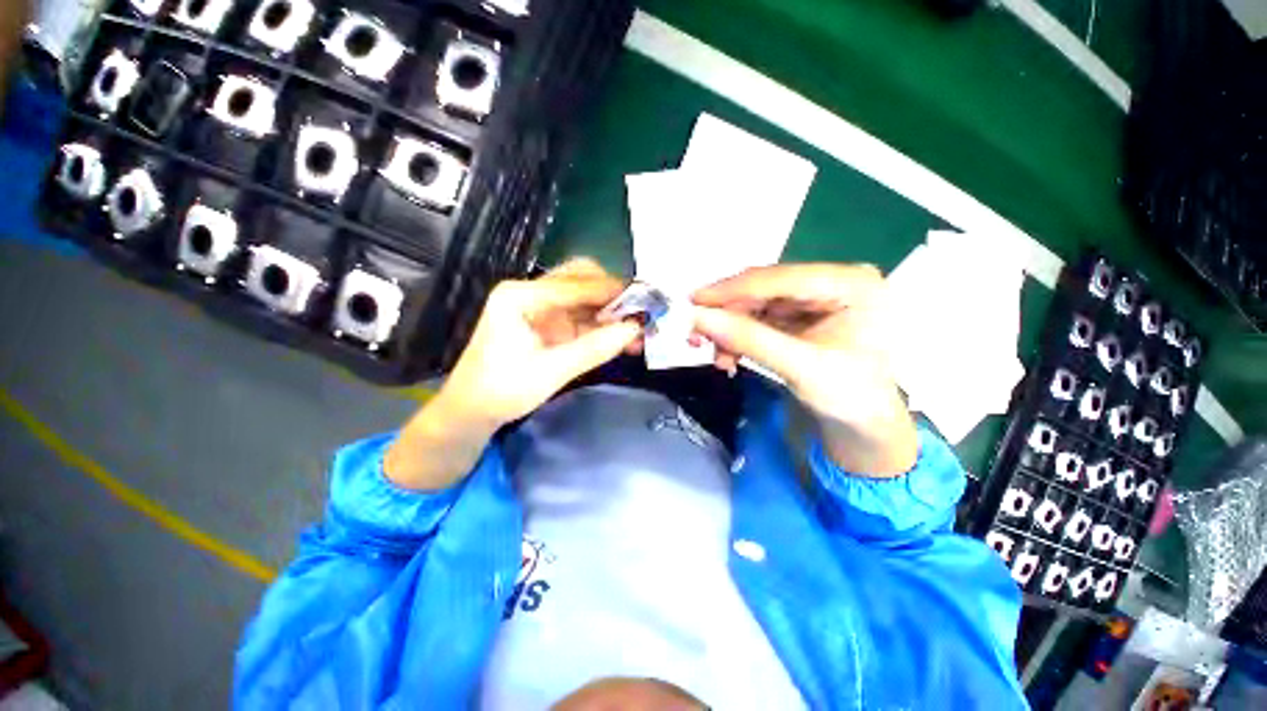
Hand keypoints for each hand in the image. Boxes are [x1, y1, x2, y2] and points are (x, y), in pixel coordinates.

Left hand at [443, 258, 641, 426]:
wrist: (473, 411)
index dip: (612, 291)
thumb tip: (636, 329)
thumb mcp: (551, 371)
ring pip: (586, 298)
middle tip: (641, 312)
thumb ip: (594, 348)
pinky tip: (624, 339)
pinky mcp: (551, 324)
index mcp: (521, 296)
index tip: (645, 301)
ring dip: (612, 311)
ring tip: (640, 329)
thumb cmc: (502, 390)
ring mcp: (543, 308)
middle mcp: (532, 293)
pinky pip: (583, 317)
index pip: (575, 284)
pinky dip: (604, 327)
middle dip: (614, 294)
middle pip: (581, 279)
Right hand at [691, 263, 917, 475]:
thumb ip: (749, 340)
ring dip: (730, 329)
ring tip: (718, 357)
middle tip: (695, 334)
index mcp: (850, 283)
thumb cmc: (849, 397)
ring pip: (755, 304)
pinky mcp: (799, 315)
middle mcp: (831, 281)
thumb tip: (698, 318)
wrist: (862, 425)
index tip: (693, 301)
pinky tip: (729, 356)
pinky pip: (758, 318)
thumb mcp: (801, 368)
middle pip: (764, 289)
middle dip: (728, 314)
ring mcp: (814, 298)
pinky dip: (738, 336)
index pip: (780, 278)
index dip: (732, 289)